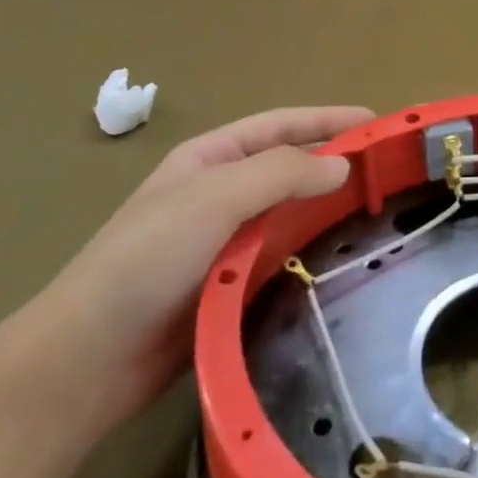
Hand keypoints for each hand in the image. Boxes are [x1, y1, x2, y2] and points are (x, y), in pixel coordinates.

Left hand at [25, 106, 372, 421]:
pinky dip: (311, 252)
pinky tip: (341, 260)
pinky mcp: (230, 285)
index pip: (279, 126)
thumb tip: (342, 167)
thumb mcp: (212, 199)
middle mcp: (219, 194)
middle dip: (333, 164)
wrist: (92, 357)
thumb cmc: (147, 259)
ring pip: (288, 214)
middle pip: (287, 167)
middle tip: (386, 172)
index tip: (375, 122)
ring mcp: (224, 242)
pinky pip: (282, 257)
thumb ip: (279, 174)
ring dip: (327, 209)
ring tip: (376, 212)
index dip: (326, 120)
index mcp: (209, 159)